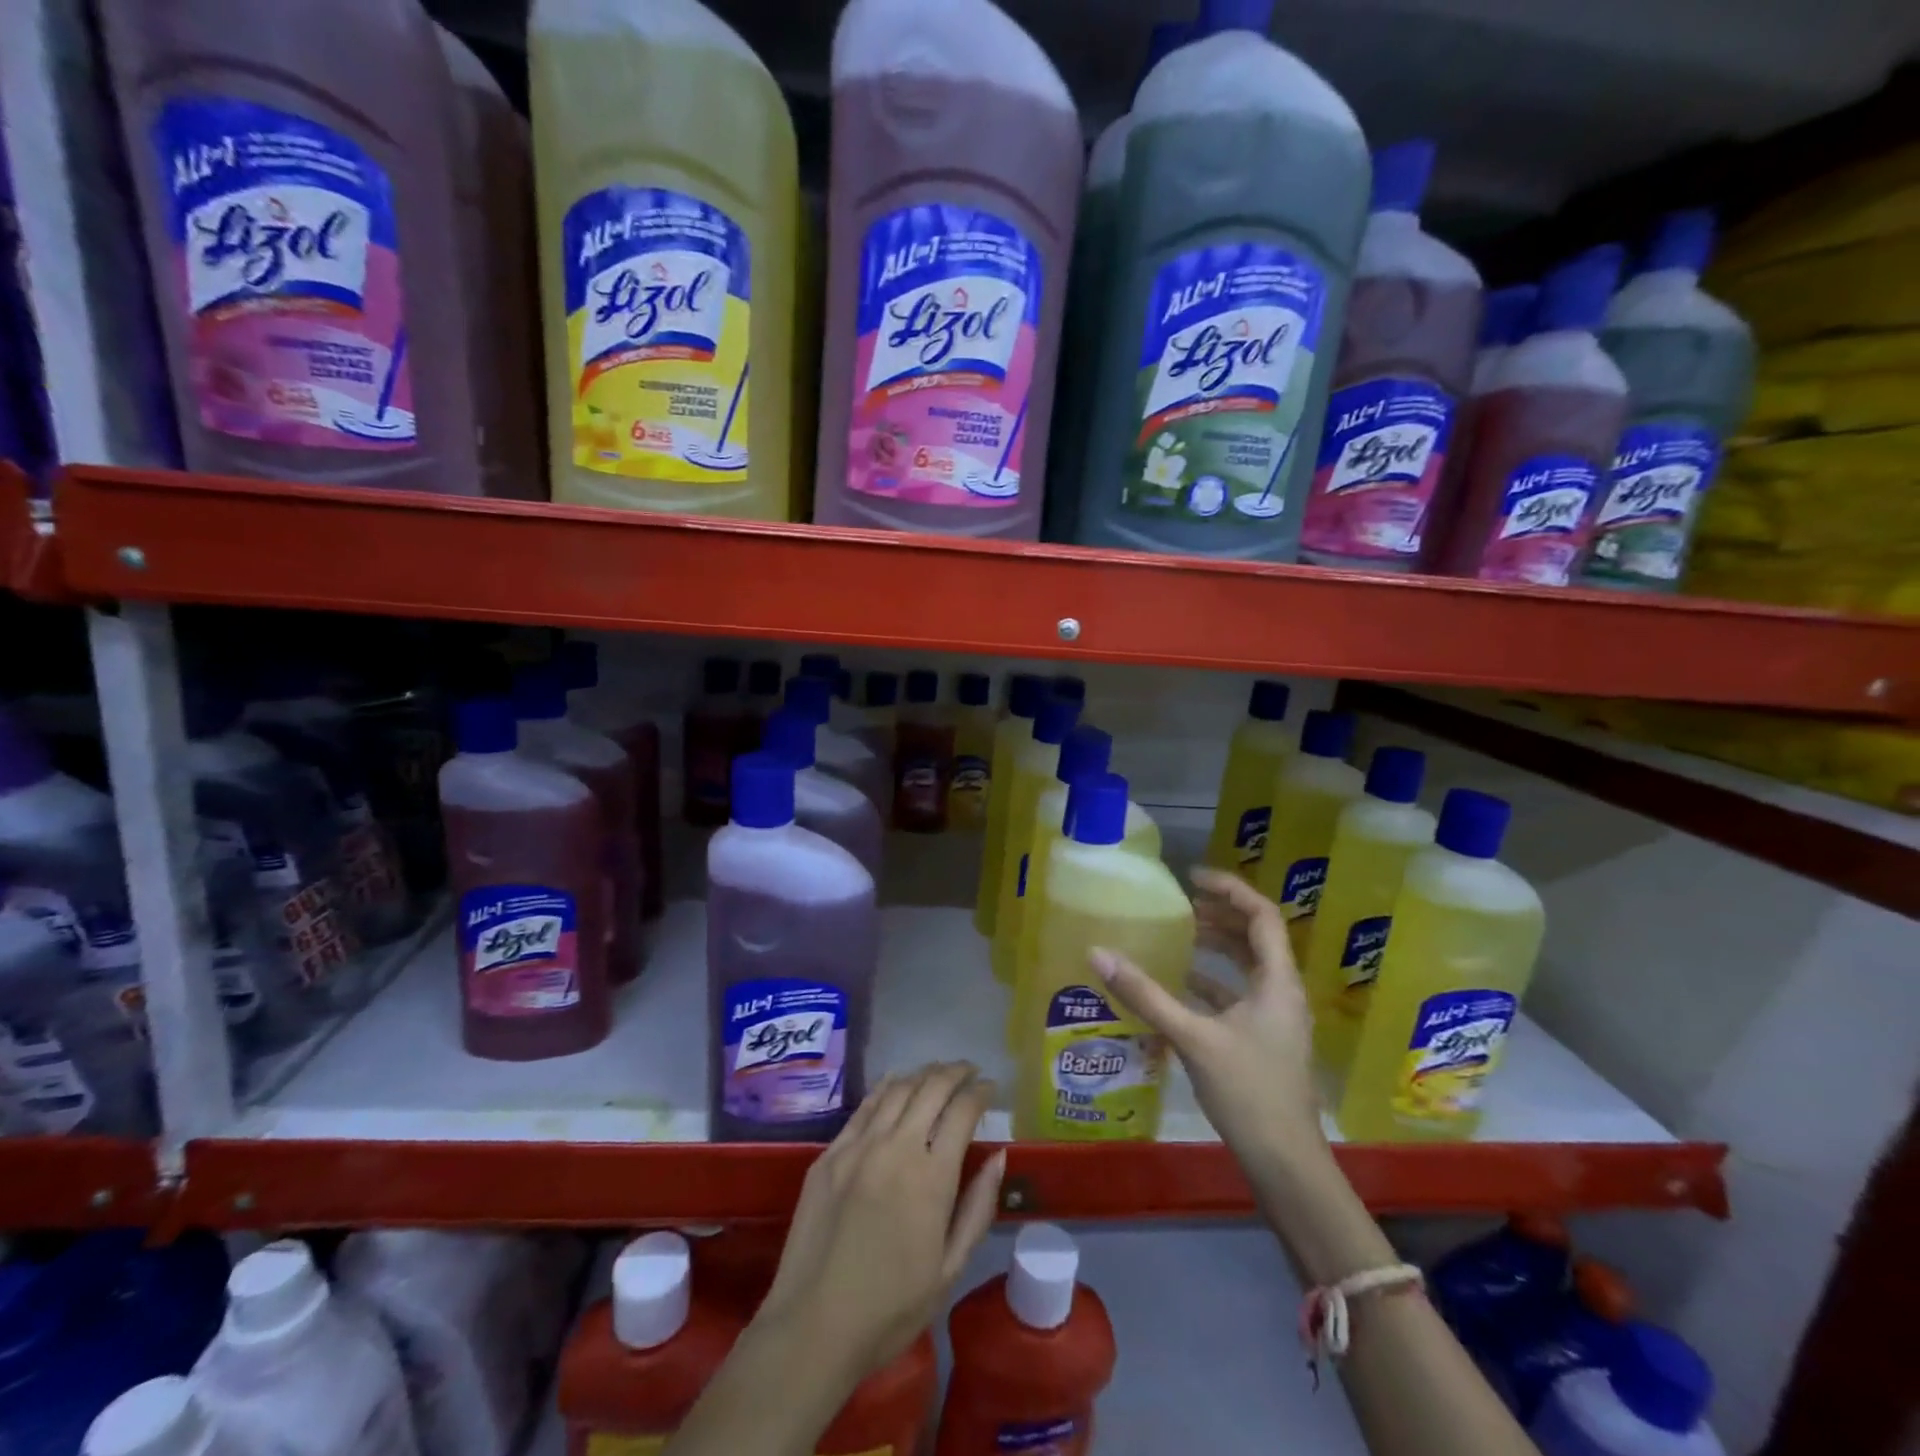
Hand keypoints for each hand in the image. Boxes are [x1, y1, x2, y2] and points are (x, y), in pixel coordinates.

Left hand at [756, 1063, 1004, 1384]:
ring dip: (923, 1074)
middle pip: (931, 1088)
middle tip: (969, 1071)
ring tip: (937, 1073)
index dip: (981, 1092)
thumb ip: (977, 1207)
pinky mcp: (829, 1154)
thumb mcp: (949, 1269)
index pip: (963, 1111)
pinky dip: (886, 1087)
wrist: (813, 1326)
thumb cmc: (891, 1308)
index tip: (990, 1088)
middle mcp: (896, 1147)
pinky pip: (864, 1107)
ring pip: (897, 1089)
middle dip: (955, 1072)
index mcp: (931, 1177)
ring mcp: (858, 1146)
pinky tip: (896, 1083)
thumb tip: (998, 1157)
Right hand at [1092, 866, 1323, 1165]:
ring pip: (1248, 967)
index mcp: (1278, 981)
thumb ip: (1145, 995)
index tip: (1192, 878)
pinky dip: (1213, 982)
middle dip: (1221, 915)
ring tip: (1181, 935)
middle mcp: (1282, 992)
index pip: (1262, 916)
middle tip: (1182, 904)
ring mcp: (1276, 1019)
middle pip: (1257, 937)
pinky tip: (1182, 985)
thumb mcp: (1192, 1038)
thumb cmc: (1247, 1091)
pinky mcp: (1264, 1041)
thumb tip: (1098, 953)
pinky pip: (1239, 995)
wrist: (1285, 1162)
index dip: (1230, 889)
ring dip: (1218, 947)